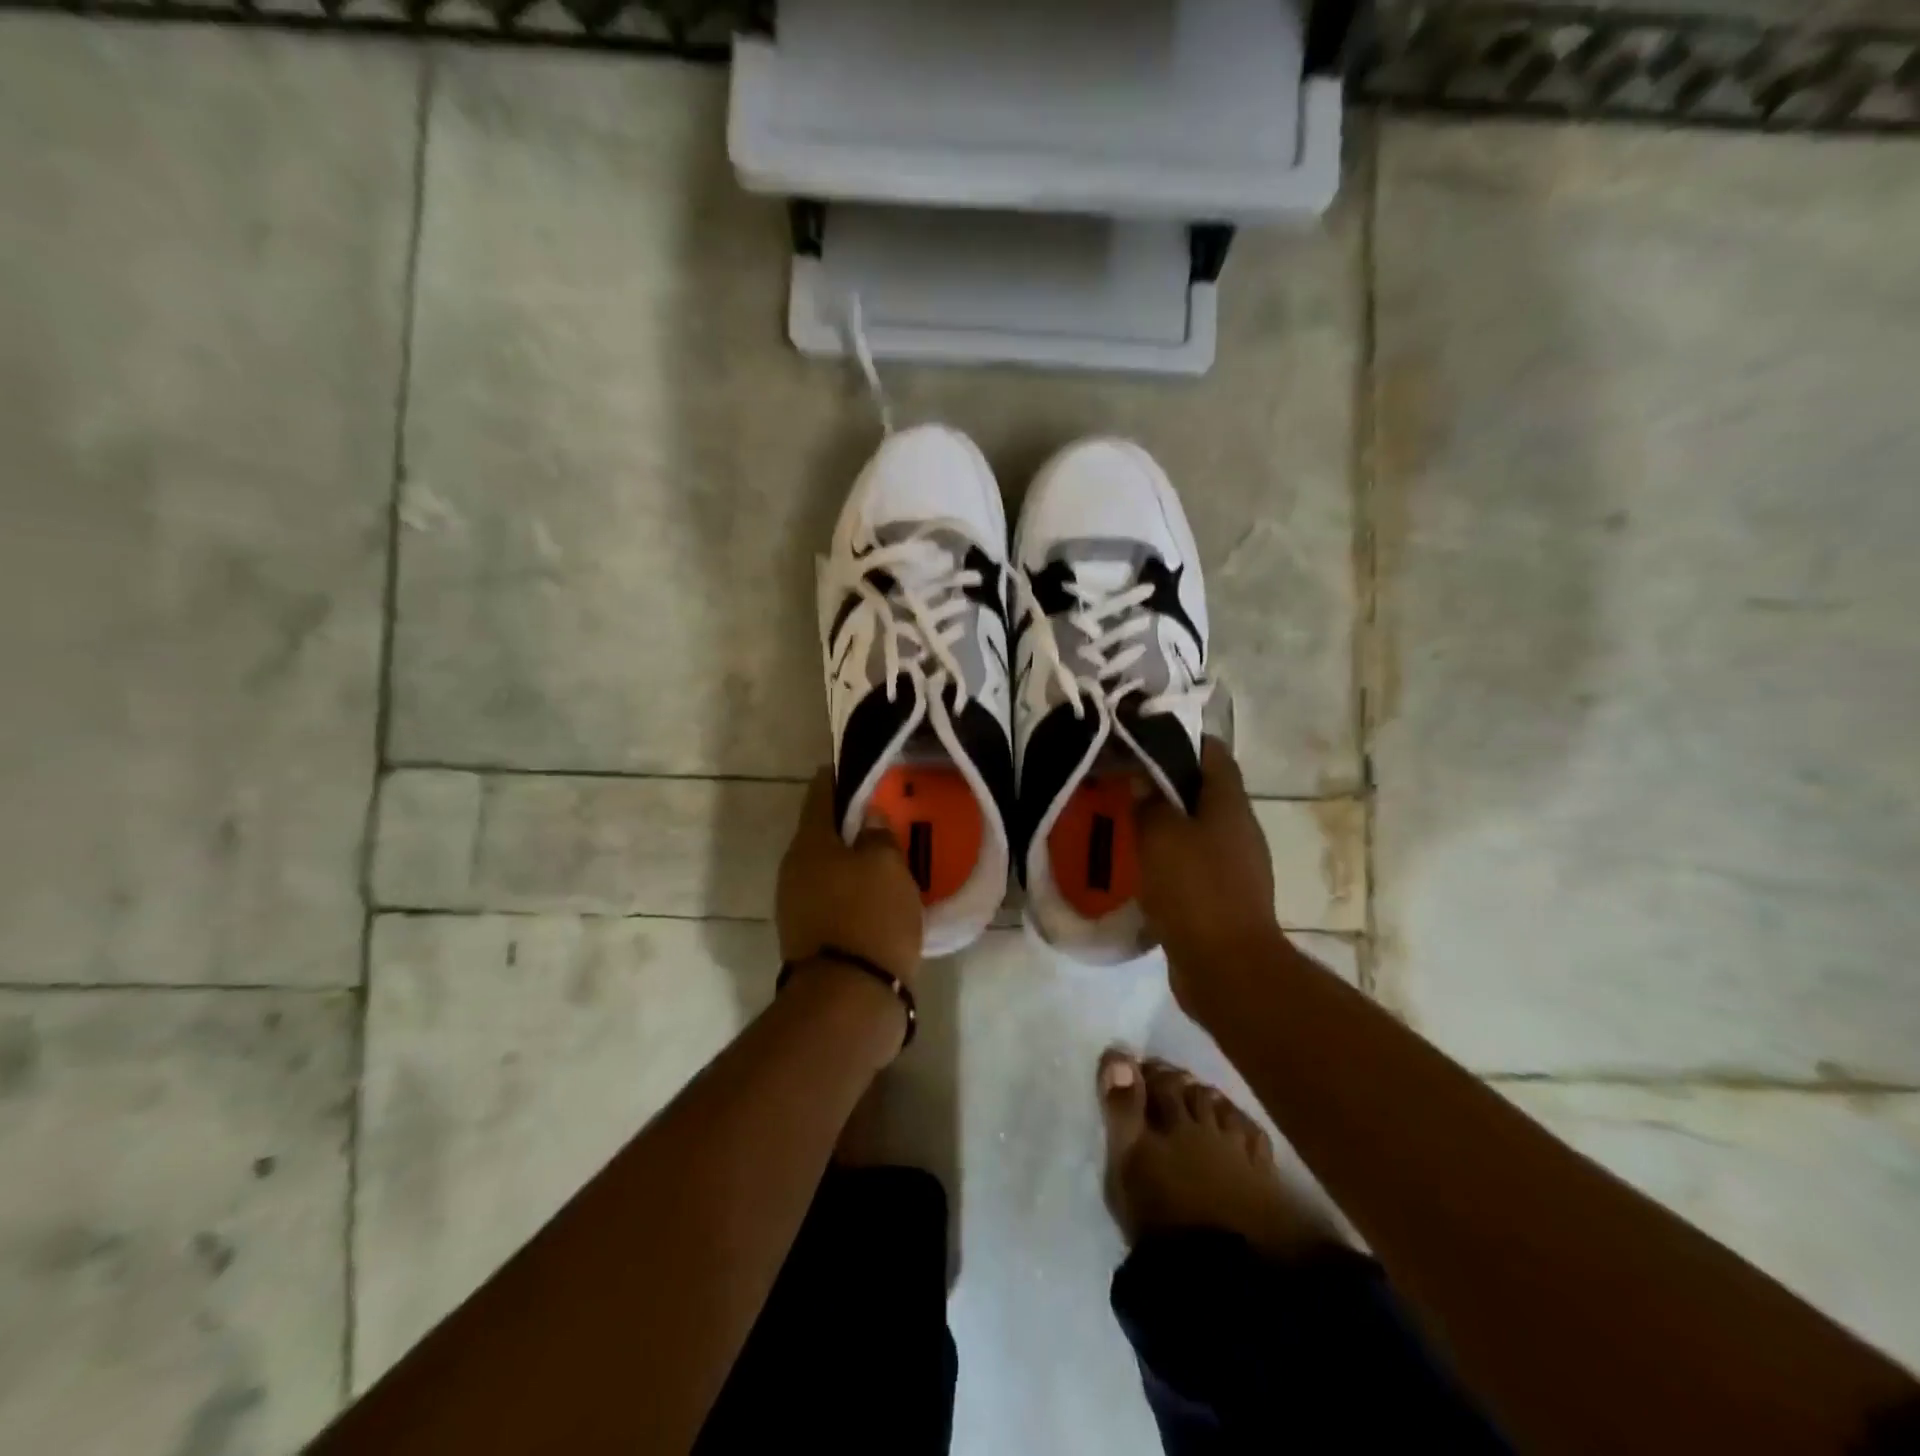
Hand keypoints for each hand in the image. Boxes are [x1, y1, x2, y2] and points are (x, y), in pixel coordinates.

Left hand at [776, 769, 924, 988]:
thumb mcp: (887, 867)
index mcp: (809, 844)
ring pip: (830, 868)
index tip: (861, 767)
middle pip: (824, 832)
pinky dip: (856, 891)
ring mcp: (798, 907)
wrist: (848, 1000)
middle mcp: (794, 870)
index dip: (840, 776)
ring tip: (891, 854)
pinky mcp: (810, 937)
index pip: (821, 793)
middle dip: (853, 822)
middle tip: (887, 813)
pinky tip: (883, 894)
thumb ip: (880, 835)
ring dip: (856, 859)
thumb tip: (871, 816)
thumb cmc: (869, 918)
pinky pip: (836, 899)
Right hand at [1135, 737, 1279, 1009]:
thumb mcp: (1160, 835)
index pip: (1212, 753)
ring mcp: (1234, 865)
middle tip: (1122, 781)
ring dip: (1163, 823)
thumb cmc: (1194, 890)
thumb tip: (1141, 782)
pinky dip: (1166, 858)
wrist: (1226, 967)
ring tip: (1122, 821)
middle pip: (1202, 790)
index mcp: (1229, 804)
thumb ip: (1148, 801)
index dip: (1180, 740)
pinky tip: (1136, 865)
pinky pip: (1191, 863)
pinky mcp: (1221, 896)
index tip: (1141, 739)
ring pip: (1194, 828)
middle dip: (1163, 783)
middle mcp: (1238, 829)